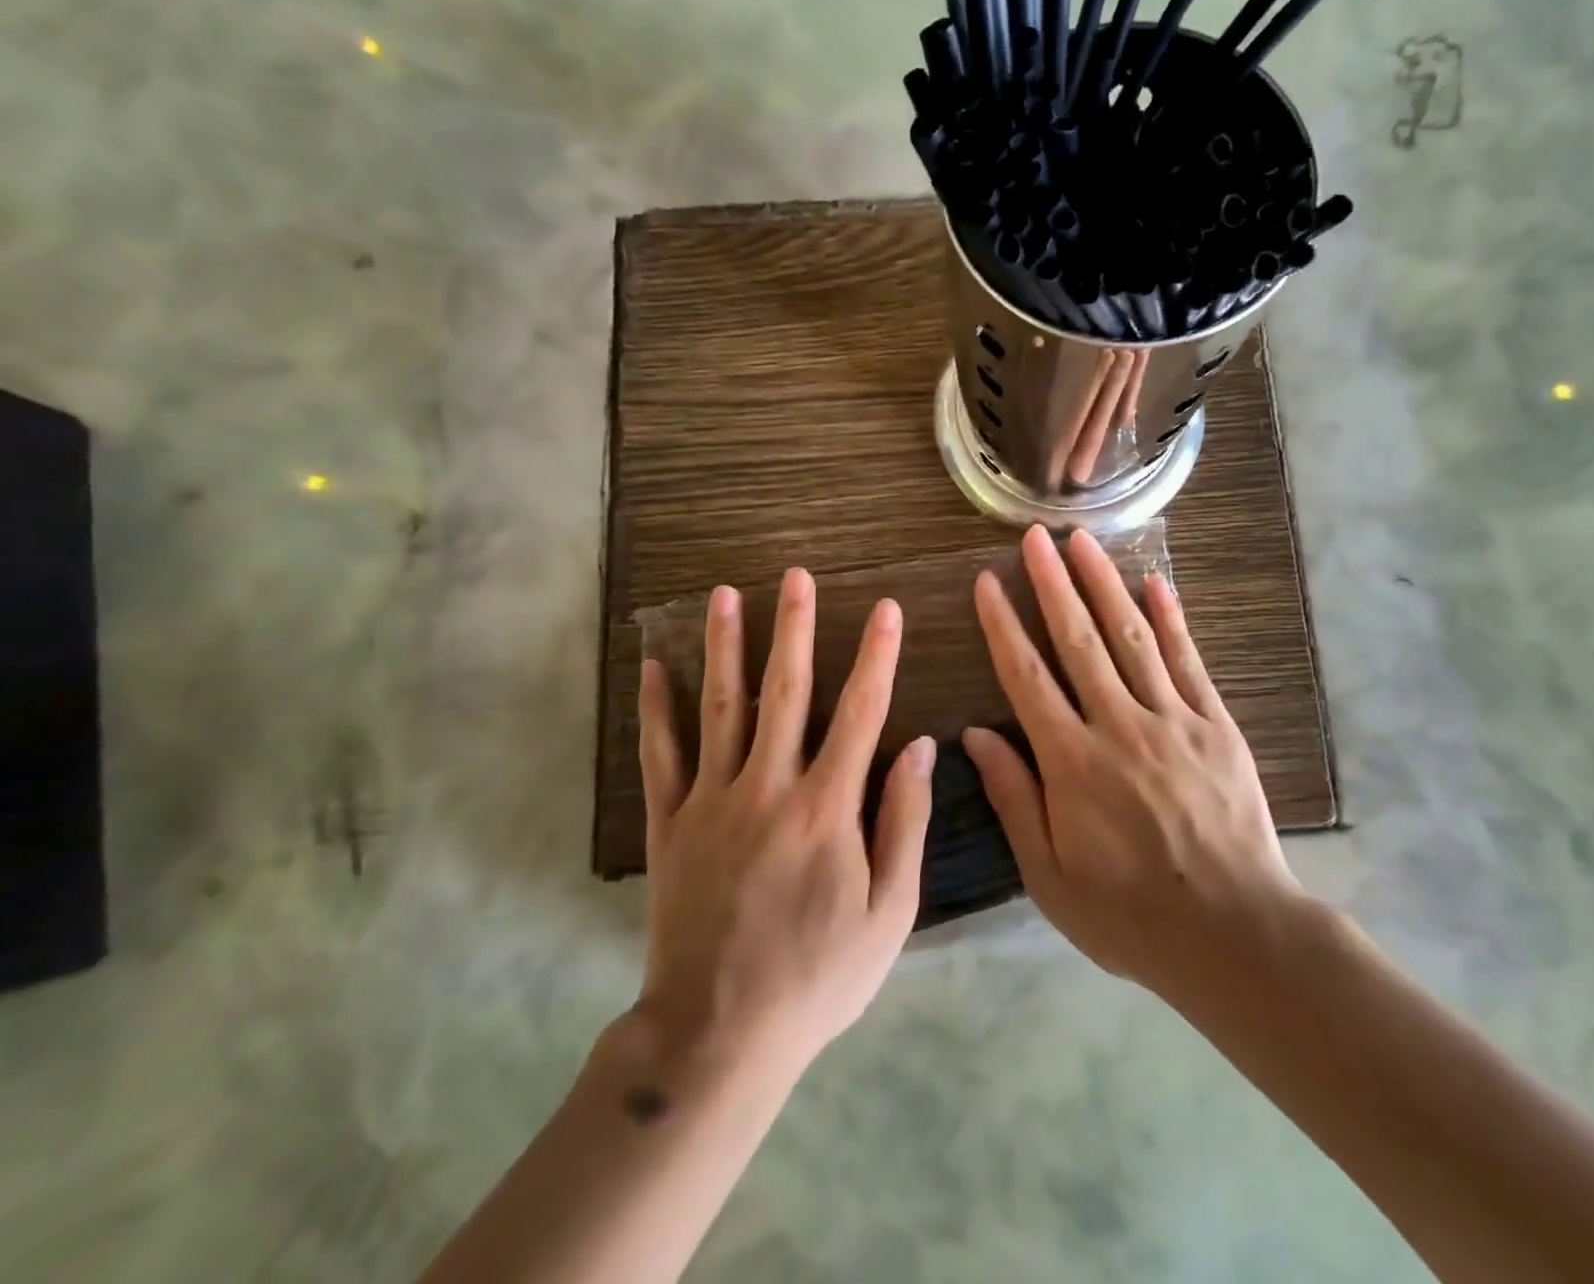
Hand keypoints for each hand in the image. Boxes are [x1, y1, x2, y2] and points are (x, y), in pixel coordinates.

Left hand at [636, 569, 932, 1077]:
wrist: (717, 1034)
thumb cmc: (818, 976)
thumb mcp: (889, 912)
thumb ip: (905, 822)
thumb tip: (923, 748)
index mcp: (826, 807)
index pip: (861, 712)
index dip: (876, 656)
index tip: (885, 609)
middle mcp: (768, 787)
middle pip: (785, 691)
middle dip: (795, 627)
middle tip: (795, 575)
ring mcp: (711, 801)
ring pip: (720, 706)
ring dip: (726, 646)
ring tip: (727, 594)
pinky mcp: (670, 823)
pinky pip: (660, 754)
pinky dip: (656, 708)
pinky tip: (654, 665)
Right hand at [965, 527, 1301, 1000]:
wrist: (1235, 934)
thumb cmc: (1129, 913)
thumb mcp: (1050, 875)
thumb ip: (1014, 798)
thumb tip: (976, 734)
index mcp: (1072, 762)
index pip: (1026, 676)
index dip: (1003, 624)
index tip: (988, 582)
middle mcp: (1119, 726)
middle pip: (1078, 640)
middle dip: (1052, 583)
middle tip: (1035, 536)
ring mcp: (1173, 720)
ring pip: (1131, 638)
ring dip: (1104, 584)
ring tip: (1083, 542)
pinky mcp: (1216, 726)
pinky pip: (1189, 662)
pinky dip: (1171, 620)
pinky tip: (1156, 583)